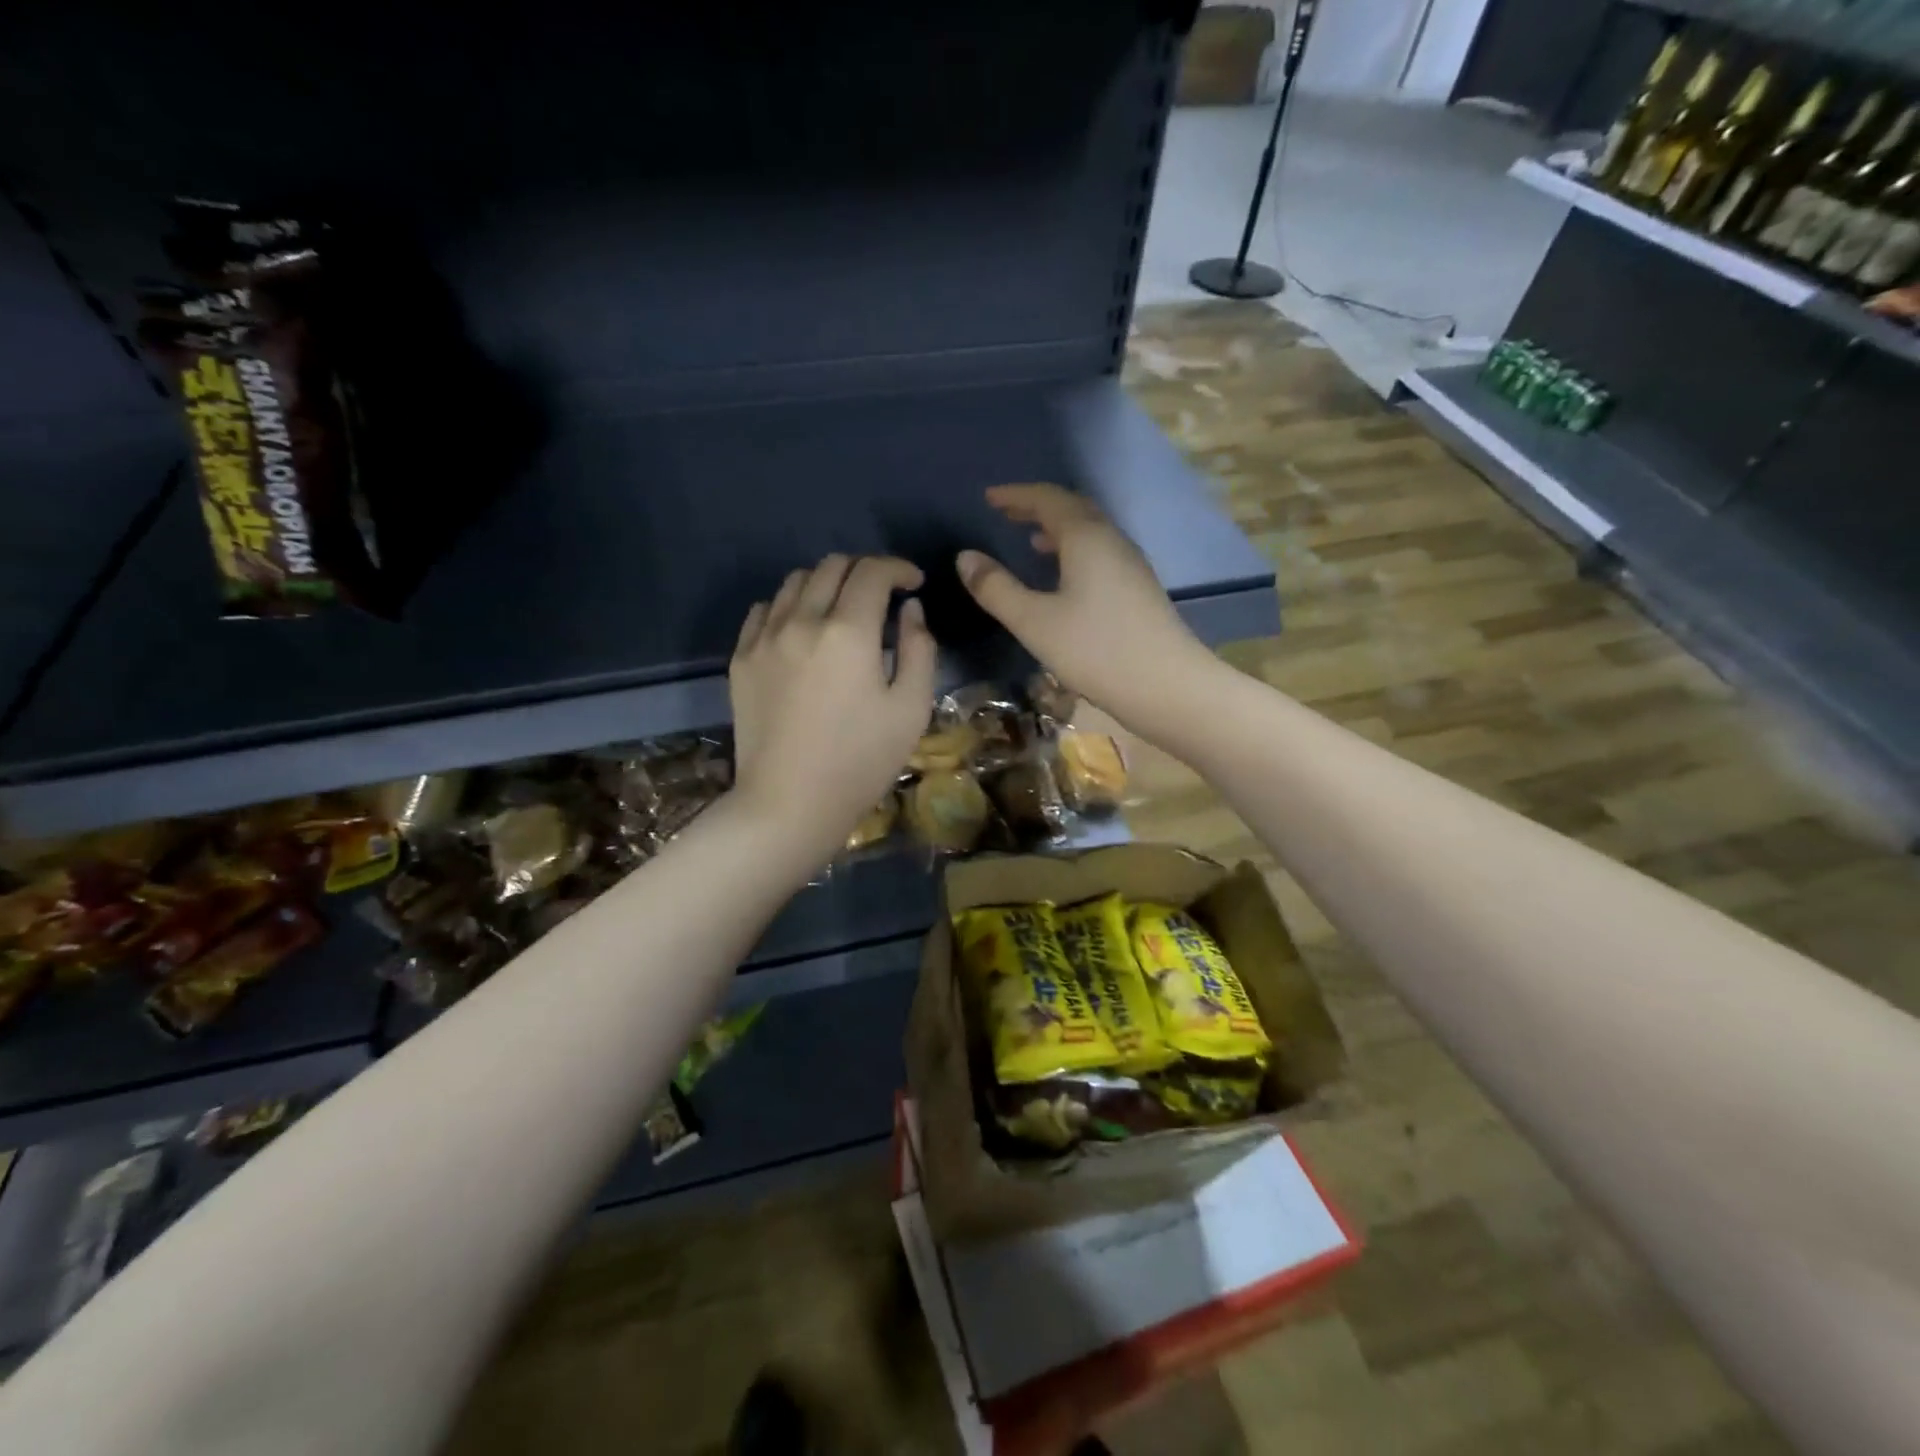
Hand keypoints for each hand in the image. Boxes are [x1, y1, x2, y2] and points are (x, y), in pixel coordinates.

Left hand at [729, 554, 936, 863]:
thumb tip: (910, 610)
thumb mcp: (911, 709)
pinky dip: (789, 606)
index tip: (914, 584)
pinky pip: (764, 609)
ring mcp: (764, 638)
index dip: (899, 568)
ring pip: (795, 582)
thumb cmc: (860, 762)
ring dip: (826, 584)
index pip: (873, 572)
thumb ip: (919, 649)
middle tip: (882, 596)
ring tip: (842, 612)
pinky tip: (802, 631)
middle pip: (832, 566)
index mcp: (848, 632)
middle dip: (865, 571)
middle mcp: (801, 620)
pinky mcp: (741, 658)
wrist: (789, 804)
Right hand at [957, 484, 1213, 731]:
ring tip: (1031, 541)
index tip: (989, 497)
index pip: (1047, 499)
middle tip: (1007, 513)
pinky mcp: (1138, 588)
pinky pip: (1100, 553)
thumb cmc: (1095, 650)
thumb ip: (996, 588)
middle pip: (1073, 509)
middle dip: (1037, 507)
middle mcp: (1111, 540)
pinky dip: (1074, 551)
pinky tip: (1065, 577)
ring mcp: (1130, 564)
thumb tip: (965, 557)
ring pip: (1090, 532)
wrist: (1167, 685)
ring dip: (1058, 529)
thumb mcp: (1034, 621)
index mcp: (1086, 537)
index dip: (1016, 495)